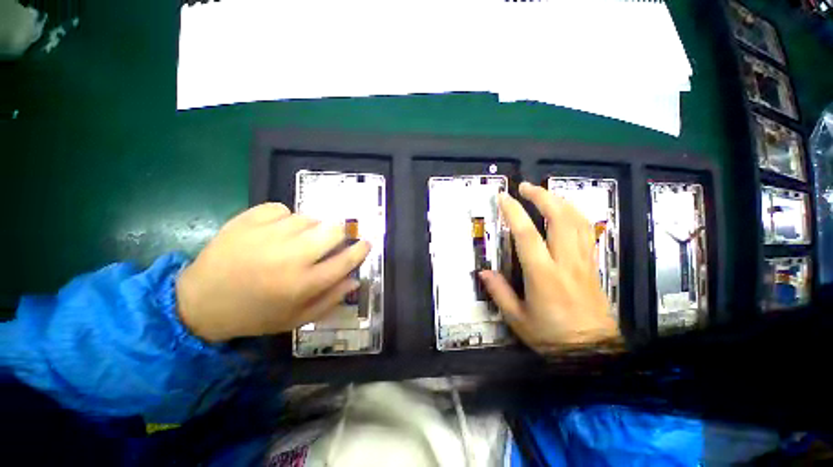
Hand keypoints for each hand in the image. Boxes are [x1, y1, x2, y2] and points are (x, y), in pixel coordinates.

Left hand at [176, 203, 370, 341]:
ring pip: (309, 218)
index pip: (345, 260)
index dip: (361, 250)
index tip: (366, 243)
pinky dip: (284, 217)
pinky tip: (275, 230)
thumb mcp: (296, 318)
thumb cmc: (255, 314)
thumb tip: (355, 279)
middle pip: (333, 231)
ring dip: (310, 227)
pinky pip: (281, 208)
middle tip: (331, 240)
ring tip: (297, 239)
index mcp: (302, 284)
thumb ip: (330, 300)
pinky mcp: (247, 221)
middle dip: (339, 234)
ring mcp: (268, 235)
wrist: (200, 302)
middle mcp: (290, 257)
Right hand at [479, 182, 619, 353]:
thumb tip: (483, 272)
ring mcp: (583, 262)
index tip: (503, 197)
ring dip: (559, 201)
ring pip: (577, 221)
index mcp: (543, 275)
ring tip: (543, 193)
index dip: (514, 212)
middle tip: (525, 187)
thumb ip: (499, 293)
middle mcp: (566, 262)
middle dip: (542, 196)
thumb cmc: (552, 337)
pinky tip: (564, 210)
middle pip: (560, 218)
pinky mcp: (592, 264)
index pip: (527, 235)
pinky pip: (587, 231)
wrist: (594, 352)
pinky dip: (575, 214)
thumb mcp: (517, 319)